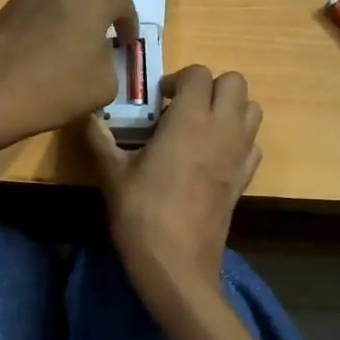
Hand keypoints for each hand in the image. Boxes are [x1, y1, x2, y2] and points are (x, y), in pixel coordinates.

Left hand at [0, 0, 137, 147]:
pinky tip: (51, 28)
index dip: (129, 23)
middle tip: (103, 7)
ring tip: (77, 13)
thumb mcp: (103, 86)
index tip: (126, 42)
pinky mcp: (11, 2)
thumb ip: (108, 61)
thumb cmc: (56, 90)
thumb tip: (98, 52)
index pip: (122, 2)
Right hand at [86, 65, 262, 309]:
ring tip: (200, 127)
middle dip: (210, 86)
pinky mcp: (244, 179)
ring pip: (251, 110)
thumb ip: (100, 139)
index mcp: (190, 120)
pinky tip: (213, 156)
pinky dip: (238, 140)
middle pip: (236, 82)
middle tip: (182, 107)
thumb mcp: (112, 174)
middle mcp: (222, 129)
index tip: (159, 99)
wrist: (177, 265)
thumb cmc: (142, 214)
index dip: (178, 79)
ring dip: (229, 108)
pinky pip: (253, 144)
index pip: (198, 73)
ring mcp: (239, 154)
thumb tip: (87, 117)